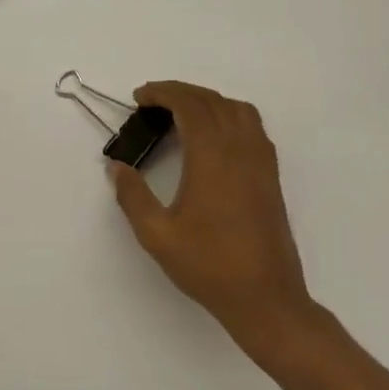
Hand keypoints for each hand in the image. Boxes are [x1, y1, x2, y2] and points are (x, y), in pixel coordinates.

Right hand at [108, 81, 326, 368]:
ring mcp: (262, 163)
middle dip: (182, 93)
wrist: (264, 296)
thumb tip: (117, 167)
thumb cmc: (207, 265)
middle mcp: (241, 150)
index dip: (164, 93)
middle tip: (152, 102)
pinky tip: (212, 139)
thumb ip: (133, 196)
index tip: (139, 97)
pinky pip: (253, 129)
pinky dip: (229, 117)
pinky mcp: (271, 178)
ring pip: (239, 111)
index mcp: (212, 158)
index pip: (191, 106)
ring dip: (208, 102)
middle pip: (214, 101)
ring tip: (181, 114)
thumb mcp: (156, 234)